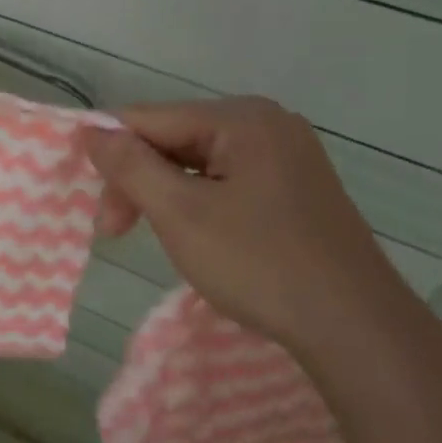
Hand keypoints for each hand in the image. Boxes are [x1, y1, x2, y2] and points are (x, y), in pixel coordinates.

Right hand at [83, 98, 409, 357]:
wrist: (353, 325)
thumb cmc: (259, 263)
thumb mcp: (180, 213)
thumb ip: (130, 166)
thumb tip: (91, 130)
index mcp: (241, 118)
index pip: (150, 118)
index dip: (110, 154)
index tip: (88, 201)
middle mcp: (267, 123)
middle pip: (175, 139)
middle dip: (138, 181)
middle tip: (113, 232)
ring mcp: (286, 155)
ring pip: (199, 163)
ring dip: (165, 195)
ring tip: (151, 235)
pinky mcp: (294, 187)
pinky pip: (227, 181)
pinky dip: (198, 203)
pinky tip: (193, 234)